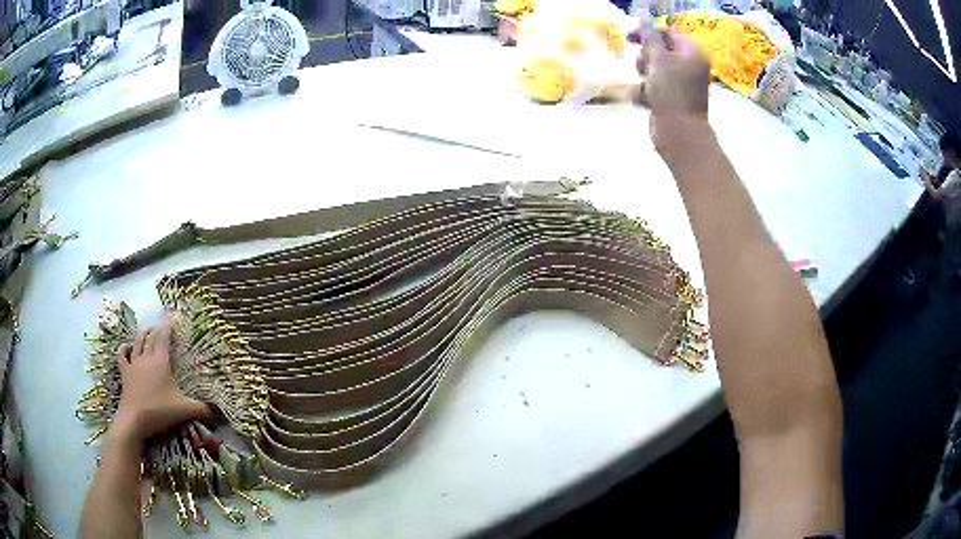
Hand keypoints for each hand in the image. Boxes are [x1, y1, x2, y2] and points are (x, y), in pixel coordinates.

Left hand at [111, 318, 209, 445]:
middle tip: (161, 324)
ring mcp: (133, 364)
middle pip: (150, 337)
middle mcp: (146, 358)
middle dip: (156, 328)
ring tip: (146, 330)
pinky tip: (126, 346)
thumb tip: (224, 413)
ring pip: (137, 343)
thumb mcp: (185, 410)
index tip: (172, 314)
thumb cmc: (160, 411)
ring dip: (142, 335)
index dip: (168, 325)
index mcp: (161, 361)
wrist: (134, 420)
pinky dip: (124, 349)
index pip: (164, 337)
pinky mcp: (125, 373)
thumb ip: (204, 410)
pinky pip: (122, 356)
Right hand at [635, 31, 711, 158]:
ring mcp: (682, 83)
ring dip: (644, 73)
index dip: (649, 33)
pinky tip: (645, 98)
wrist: (679, 132)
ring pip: (654, 68)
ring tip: (645, 85)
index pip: (668, 33)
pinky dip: (646, 90)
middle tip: (643, 66)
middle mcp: (690, 65)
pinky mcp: (673, 98)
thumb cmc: (671, 91)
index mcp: (692, 53)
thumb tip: (644, 15)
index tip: (631, 38)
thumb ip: (649, 36)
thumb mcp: (658, 58)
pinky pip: (654, 85)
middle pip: (660, 49)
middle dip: (646, 56)